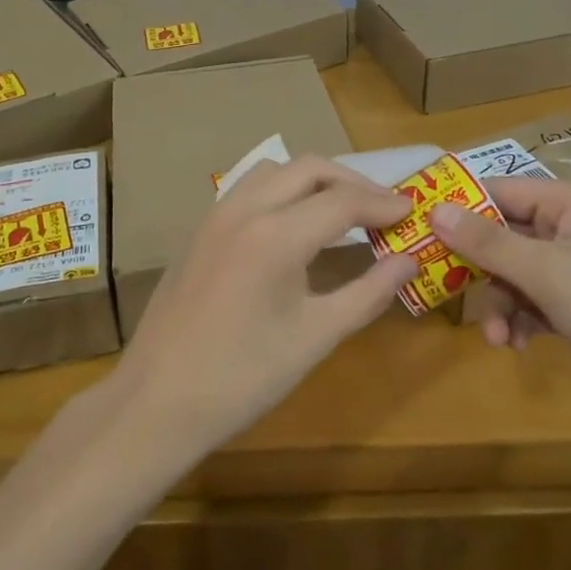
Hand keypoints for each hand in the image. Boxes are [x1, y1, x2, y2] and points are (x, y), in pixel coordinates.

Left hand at [111, 156, 416, 458]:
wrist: (158, 401)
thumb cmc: (243, 377)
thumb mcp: (315, 337)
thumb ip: (368, 293)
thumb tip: (408, 261)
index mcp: (277, 234)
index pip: (343, 201)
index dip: (382, 204)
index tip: (413, 210)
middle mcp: (246, 209)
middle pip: (310, 168)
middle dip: (352, 182)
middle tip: (382, 209)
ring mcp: (217, 214)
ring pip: (275, 170)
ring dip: (314, 179)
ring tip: (341, 210)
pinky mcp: (200, 229)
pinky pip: (249, 187)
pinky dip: (282, 189)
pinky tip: (293, 224)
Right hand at [429, 179, 570, 444]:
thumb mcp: (546, 273)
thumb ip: (488, 242)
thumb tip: (435, 210)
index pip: (503, 190)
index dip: (462, 206)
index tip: (420, 225)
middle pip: (505, 233)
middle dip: (479, 266)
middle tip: (442, 284)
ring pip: (514, 272)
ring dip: (499, 302)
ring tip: (495, 336)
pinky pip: (532, 301)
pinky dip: (519, 320)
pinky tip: (515, 345)